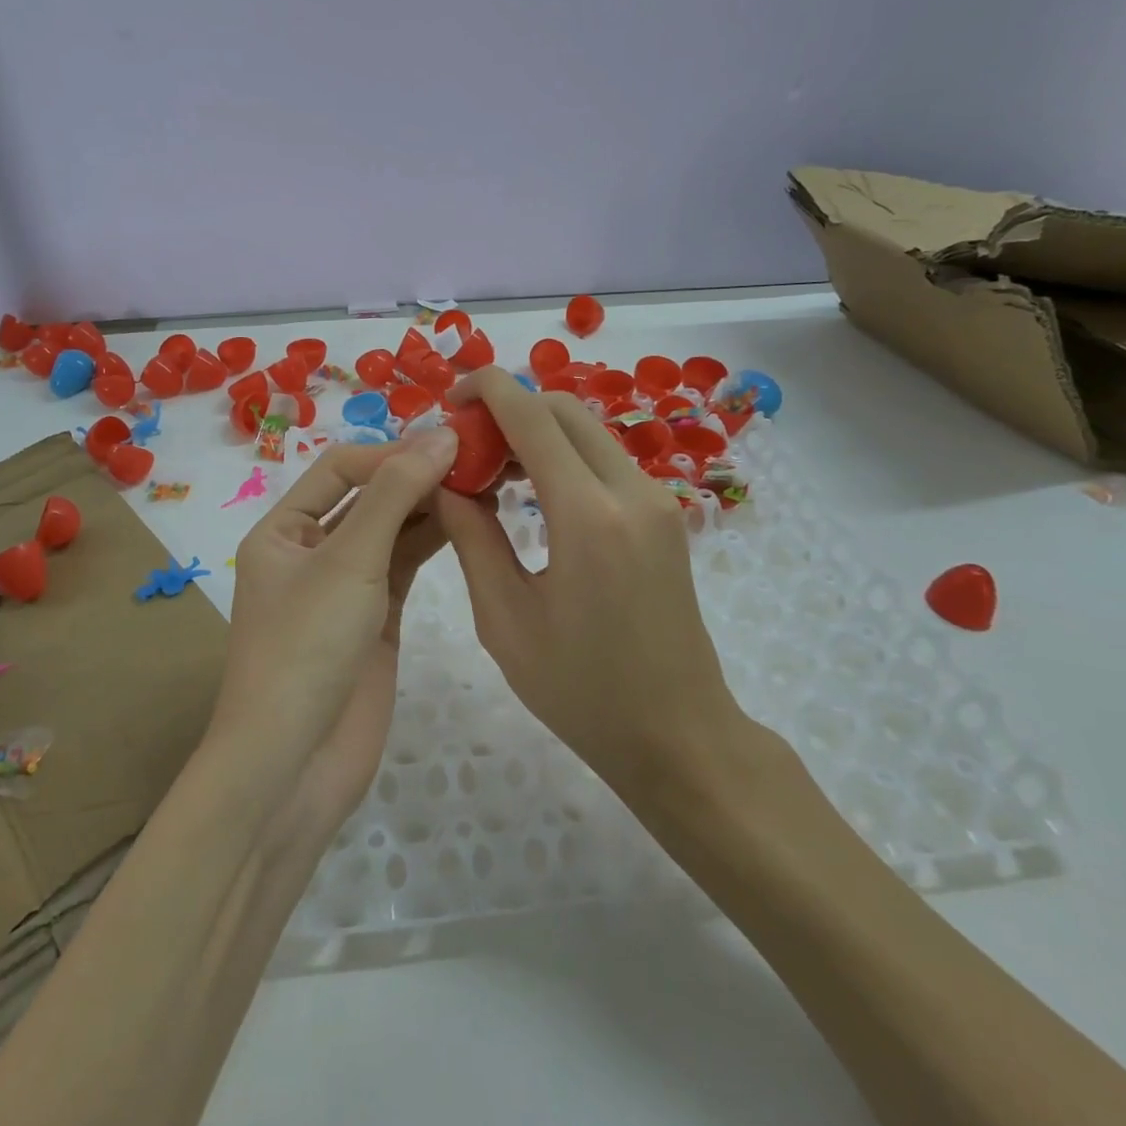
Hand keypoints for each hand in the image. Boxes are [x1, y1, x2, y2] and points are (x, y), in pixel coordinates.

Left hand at [212, 432, 457, 850]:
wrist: (294, 765)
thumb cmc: (306, 648)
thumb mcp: (347, 560)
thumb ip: (395, 495)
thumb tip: (440, 435)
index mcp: (283, 529)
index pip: (341, 469)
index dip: (391, 453)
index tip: (447, 445)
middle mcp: (311, 550)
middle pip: (368, 496)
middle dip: (415, 476)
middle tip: (476, 458)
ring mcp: (346, 586)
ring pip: (392, 530)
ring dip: (430, 506)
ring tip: (482, 482)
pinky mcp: (377, 617)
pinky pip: (406, 564)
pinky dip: (435, 541)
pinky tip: (471, 520)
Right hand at [435, 368, 750, 801]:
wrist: (680, 736)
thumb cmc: (582, 692)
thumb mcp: (505, 619)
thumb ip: (471, 537)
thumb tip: (445, 480)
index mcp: (588, 516)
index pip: (533, 416)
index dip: (488, 390)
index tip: (450, 397)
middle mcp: (631, 491)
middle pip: (564, 410)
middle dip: (510, 408)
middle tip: (466, 444)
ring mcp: (656, 501)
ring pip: (587, 431)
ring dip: (537, 431)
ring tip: (491, 470)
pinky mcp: (664, 516)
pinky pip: (605, 460)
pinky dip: (563, 455)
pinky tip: (532, 492)